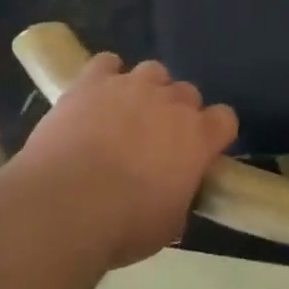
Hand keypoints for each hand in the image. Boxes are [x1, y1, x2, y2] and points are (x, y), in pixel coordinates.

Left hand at [15, 55, 237, 268]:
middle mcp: (170, 102)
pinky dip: (105, 75)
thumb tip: (175, 189)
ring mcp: (131, 86)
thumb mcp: (167, 225)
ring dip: (145, 90)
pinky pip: (106, 64)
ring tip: (126, 115)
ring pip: (152, 71)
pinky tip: (96, 95)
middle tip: (158, 141)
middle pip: (187, 93)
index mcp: (198, 137)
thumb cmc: (123, 225)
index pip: (224, 119)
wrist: (64, 205)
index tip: (201, 152)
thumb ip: (180, 196)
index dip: (214, 134)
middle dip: (178, 112)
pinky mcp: (92, 81)